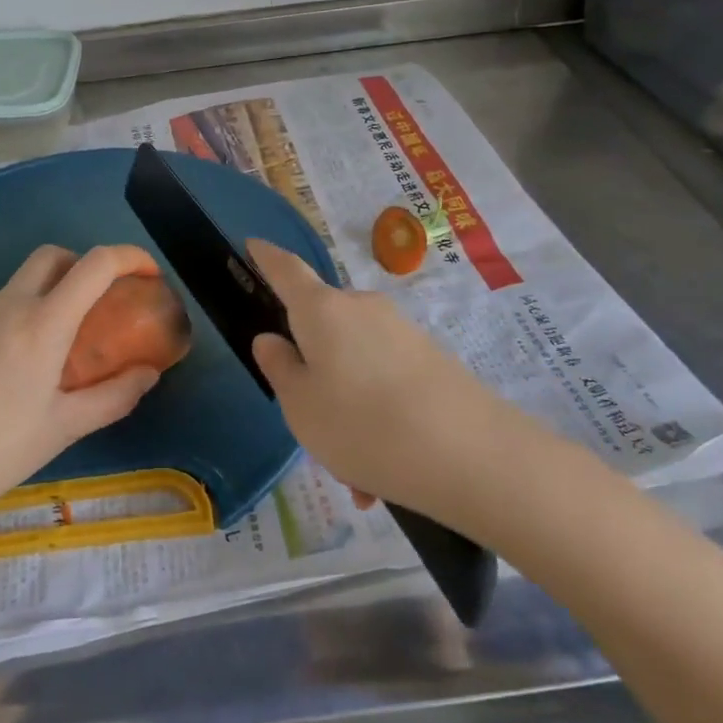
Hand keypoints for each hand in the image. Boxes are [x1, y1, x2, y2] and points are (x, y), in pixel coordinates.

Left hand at [0, 245, 162, 534]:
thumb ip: (114, 396)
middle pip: (53, 256)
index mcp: (43, 323)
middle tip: (97, 305)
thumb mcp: (63, 429)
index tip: (148, 274)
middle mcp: (8, 304)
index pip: (96, 264)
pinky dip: (13, 323)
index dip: (130, 257)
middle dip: (83, 266)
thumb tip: (149, 373)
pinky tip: (3, 375)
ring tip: (50, 356)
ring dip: (47, 299)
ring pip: (20, 286)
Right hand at [247, 239, 508, 519]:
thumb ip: (280, 368)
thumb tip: (272, 338)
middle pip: (322, 328)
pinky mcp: (429, 356)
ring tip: (357, 478)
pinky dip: (376, 417)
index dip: (266, 257)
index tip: (253, 244)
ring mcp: (399, 330)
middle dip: (313, 372)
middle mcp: (361, 308)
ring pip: (354, 364)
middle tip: (313, 428)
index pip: (286, 269)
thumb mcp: (301, 406)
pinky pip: (384, 381)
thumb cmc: (363, 425)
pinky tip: (384, 474)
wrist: (470, 453)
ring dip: (346, 408)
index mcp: (321, 310)